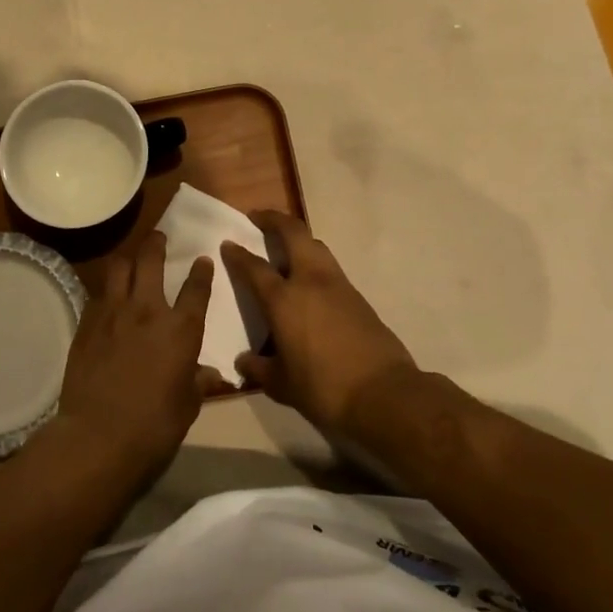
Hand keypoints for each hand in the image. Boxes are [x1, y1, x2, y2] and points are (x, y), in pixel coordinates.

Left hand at [54, 232, 227, 482]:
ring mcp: (113, 313)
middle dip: (156, 244)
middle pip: (151, 260)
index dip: (202, 272)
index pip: (196, 289)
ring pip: (119, 267)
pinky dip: (107, 291)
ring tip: (131, 260)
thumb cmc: (154, 425)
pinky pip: (98, 295)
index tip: (203, 260)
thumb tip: (214, 375)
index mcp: (181, 329)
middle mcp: (148, 310)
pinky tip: (107, 298)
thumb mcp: (188, 405)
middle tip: (159, 237)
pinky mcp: (87, 323)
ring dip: (128, 259)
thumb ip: (199, 382)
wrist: (98, 435)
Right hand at [221, 211, 418, 437]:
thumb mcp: (282, 385)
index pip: (254, 267)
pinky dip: (315, 263)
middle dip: (274, 219)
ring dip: (298, 239)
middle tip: (258, 217)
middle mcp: (310, 281)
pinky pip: (330, 268)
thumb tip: (244, 362)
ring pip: (316, 246)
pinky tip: (309, 283)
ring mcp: (338, 285)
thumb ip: (259, 369)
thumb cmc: (323, 388)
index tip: (228, 244)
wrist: (383, 394)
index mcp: (283, 299)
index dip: (238, 254)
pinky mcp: (358, 297)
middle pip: (293, 233)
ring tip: (285, 248)